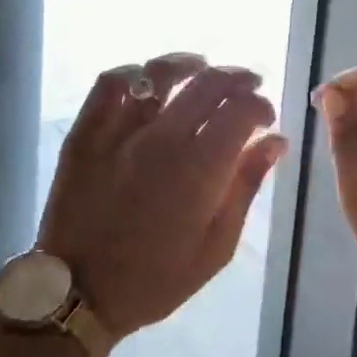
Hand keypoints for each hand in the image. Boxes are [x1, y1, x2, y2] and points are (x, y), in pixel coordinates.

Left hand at [39, 55, 287, 340]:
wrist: (81, 292)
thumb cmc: (157, 278)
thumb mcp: (217, 245)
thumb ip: (246, 185)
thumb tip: (275, 141)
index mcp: (201, 167)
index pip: (242, 109)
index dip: (261, 105)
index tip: (265, 118)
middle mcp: (162, 137)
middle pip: (208, 84)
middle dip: (237, 78)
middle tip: (247, 86)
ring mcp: (119, 131)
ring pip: (159, 74)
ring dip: (189, 64)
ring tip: (202, 67)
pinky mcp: (85, 132)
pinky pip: (109, 85)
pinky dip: (132, 73)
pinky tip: (146, 79)